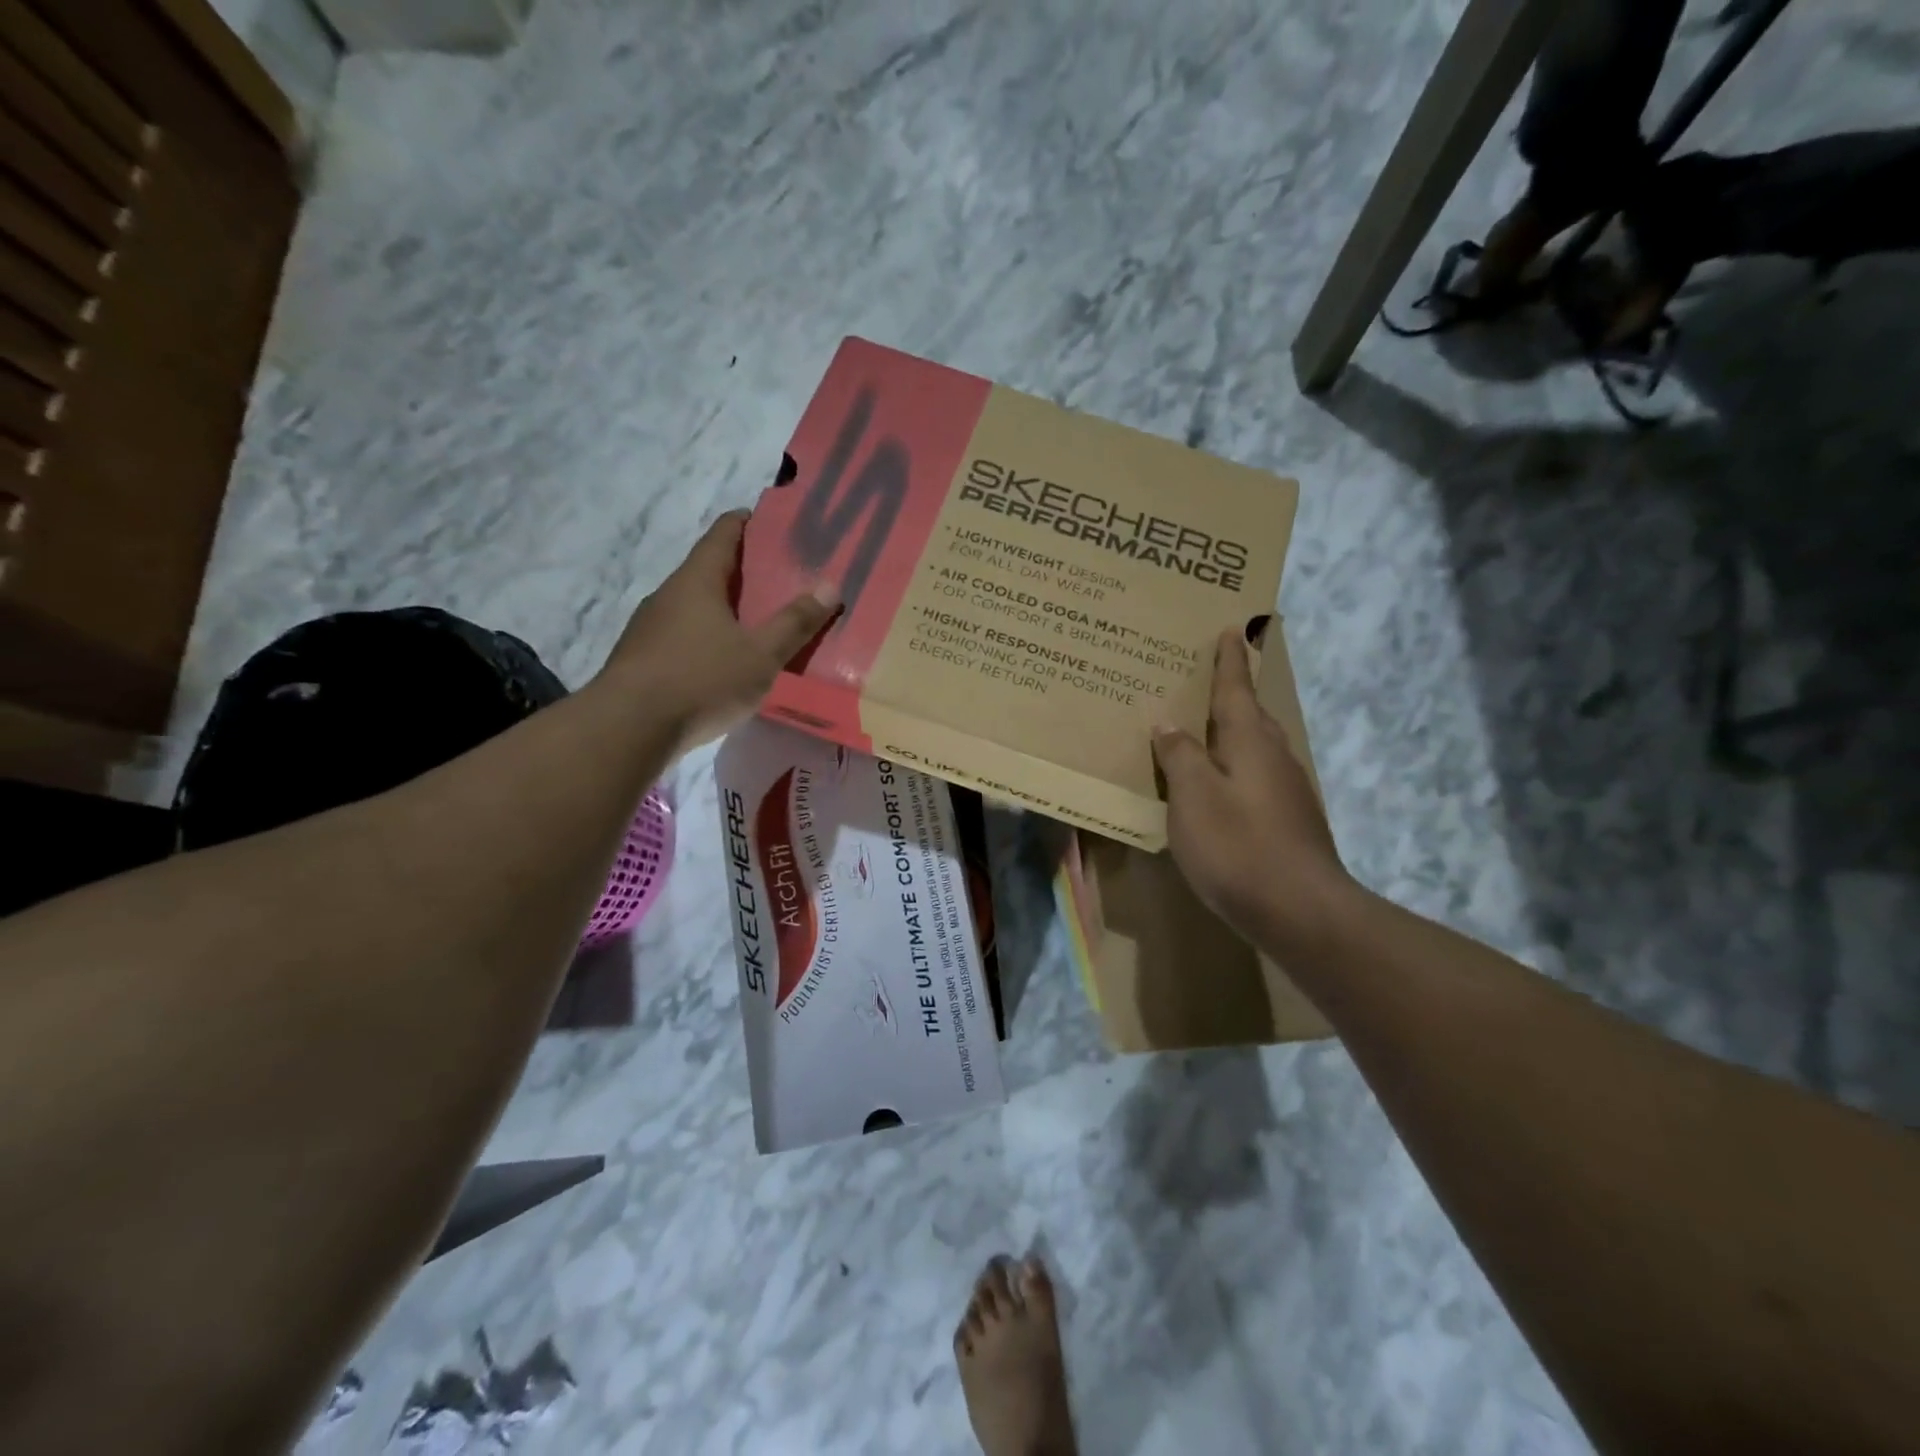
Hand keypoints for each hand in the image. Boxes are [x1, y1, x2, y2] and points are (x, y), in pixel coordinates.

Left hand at [600, 510, 838, 749]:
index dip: (746, 523)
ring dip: (722, 608)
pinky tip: (722, 662)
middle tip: (778, 580)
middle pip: (708, 570)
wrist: (627, 729)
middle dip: (741, 571)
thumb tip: (830, 586)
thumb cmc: (701, 681)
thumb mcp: (761, 655)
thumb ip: (795, 623)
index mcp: (697, 581)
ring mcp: (649, 628)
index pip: (722, 534)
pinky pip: (682, 636)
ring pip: (693, 606)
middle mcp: (668, 595)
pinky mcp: (641, 659)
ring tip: (755, 623)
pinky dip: (706, 637)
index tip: (770, 521)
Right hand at [1152, 629, 1352, 948]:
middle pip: (1251, 715)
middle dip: (1231, 695)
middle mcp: (1275, 757)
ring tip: (1202, 733)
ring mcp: (1288, 791)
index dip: (1230, 660)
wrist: (1301, 911)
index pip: (1237, 688)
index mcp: (1251, 741)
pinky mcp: (1290, 821)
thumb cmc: (1238, 846)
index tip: (1230, 629)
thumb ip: (1180, 756)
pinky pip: (1257, 778)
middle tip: (1203, 681)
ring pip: (1257, 748)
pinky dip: (1235, 769)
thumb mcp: (1193, 797)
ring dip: (1233, 735)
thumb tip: (1169, 724)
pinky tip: (1219, 788)